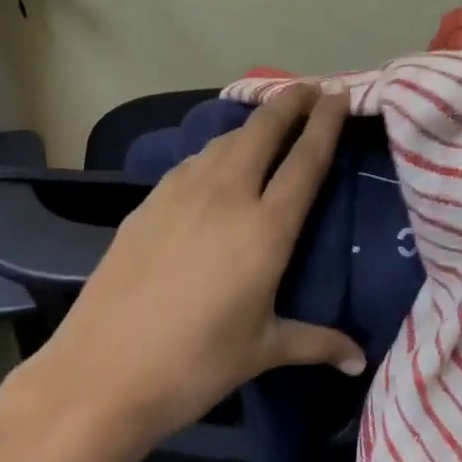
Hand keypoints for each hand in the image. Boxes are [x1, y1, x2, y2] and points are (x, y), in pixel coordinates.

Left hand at [37, 86, 364, 443]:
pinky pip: (192, 162)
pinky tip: (214, 164)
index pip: (305, 160)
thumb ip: (316, 343)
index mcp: (265, 229)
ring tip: (267, 124)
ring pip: (224, 141)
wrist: (102, 372)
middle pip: (263, 131)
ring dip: (251, 126)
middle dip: (290, 103)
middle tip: (309, 89)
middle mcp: (226, 196)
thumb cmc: (194, 364)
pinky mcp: (147, 203)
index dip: (326, 122)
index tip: (340, 93)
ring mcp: (180, 195)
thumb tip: (359, 360)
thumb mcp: (262, 351)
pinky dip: (214, 151)